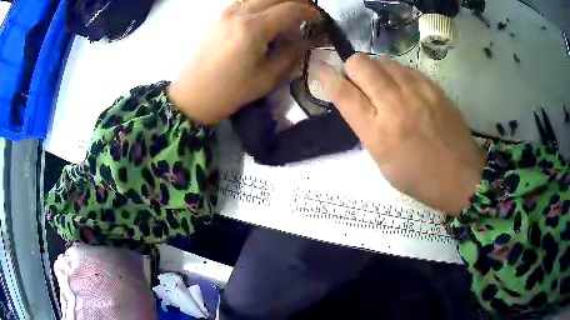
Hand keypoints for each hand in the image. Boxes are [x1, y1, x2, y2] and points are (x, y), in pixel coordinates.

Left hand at [168, 0, 317, 123]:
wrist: (192, 96)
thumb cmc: (230, 92)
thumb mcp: (267, 78)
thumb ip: (290, 54)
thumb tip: (305, 39)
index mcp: (253, 28)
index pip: (289, 9)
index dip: (308, 11)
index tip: (318, 18)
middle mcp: (239, 13)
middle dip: (296, 1)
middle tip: (305, 13)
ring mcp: (225, 12)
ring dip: (277, 2)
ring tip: (287, 15)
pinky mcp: (217, 16)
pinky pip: (245, 2)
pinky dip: (260, 5)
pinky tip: (265, 18)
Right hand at [317, 55, 485, 214]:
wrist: (461, 175)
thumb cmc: (419, 178)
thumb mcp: (383, 162)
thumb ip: (366, 127)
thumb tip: (356, 98)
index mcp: (379, 134)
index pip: (342, 93)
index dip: (325, 77)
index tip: (319, 69)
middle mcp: (395, 106)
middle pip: (360, 64)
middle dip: (352, 68)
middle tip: (358, 82)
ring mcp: (417, 92)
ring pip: (382, 60)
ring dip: (375, 69)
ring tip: (383, 87)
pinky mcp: (433, 86)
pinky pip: (404, 67)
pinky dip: (395, 72)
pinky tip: (402, 88)